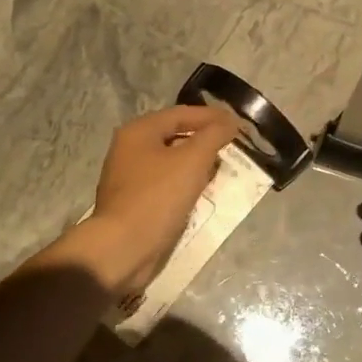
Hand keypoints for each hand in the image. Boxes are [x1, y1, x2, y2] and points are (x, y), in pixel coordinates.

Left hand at [74, 104, 241, 296]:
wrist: (123, 248)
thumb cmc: (158, 197)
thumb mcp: (192, 161)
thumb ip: (214, 136)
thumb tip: (229, 121)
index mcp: (139, 131)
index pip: (182, 114)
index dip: (212, 117)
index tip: (239, 125)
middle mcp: (129, 148)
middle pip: (175, 136)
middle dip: (205, 140)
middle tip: (232, 147)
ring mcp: (129, 177)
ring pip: (171, 161)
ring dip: (197, 164)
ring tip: (221, 170)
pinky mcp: (133, 201)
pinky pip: (165, 183)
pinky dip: (185, 183)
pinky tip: (201, 192)